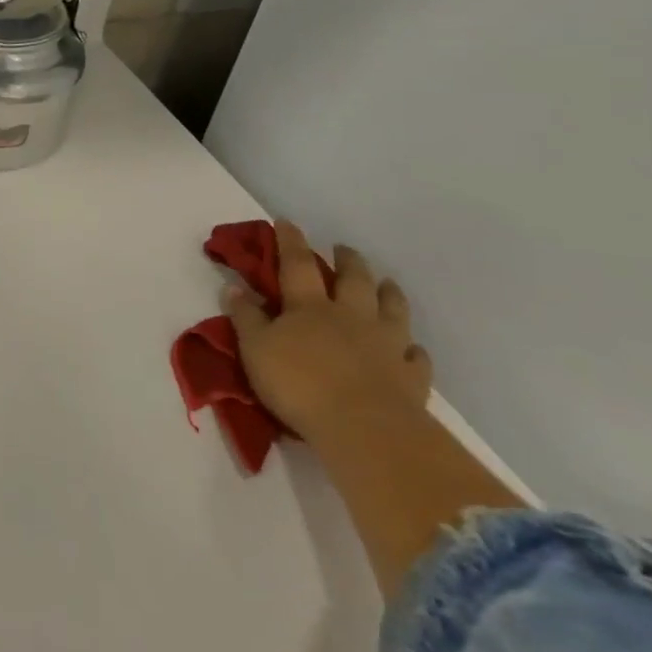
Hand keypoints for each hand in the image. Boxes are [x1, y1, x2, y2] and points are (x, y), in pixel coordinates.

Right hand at [226, 220, 432, 439]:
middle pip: (353, 279)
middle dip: (348, 260)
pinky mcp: (412, 376)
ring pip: (392, 309)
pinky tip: (412, 347)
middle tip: (343, 249)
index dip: (290, 241)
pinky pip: (416, 356)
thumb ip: (246, 318)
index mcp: (309, 306)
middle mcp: (351, 316)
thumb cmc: (299, 384)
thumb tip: (235, 288)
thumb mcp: (255, 349)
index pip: (297, 264)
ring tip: (386, 283)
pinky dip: (413, 348)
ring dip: (388, 293)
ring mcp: (386, 345)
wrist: (365, 430)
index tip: (286, 222)